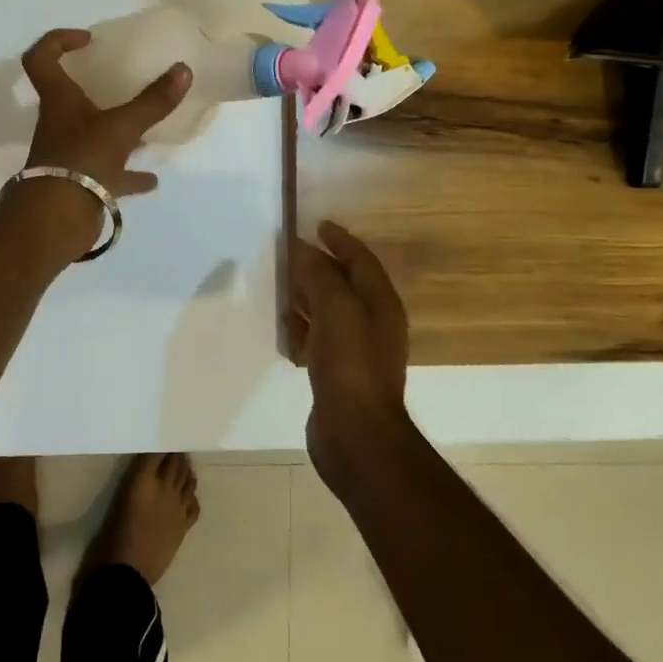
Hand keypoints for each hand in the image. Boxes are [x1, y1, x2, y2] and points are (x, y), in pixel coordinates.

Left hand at [10, 29, 192, 255]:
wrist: (56, 220)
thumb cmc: (82, 159)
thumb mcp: (122, 127)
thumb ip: (152, 101)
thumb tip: (183, 69)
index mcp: (59, 100)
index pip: (41, 58)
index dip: (57, 41)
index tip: (88, 39)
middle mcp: (60, 123)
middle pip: (68, 96)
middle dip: (92, 86)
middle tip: (121, 78)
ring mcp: (69, 154)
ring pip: (92, 135)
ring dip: (116, 130)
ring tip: (144, 128)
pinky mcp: (80, 182)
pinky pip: (107, 173)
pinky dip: (128, 174)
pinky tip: (151, 178)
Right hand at [289, 221, 410, 477]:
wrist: (357, 435)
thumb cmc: (350, 364)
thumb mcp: (335, 308)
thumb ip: (319, 274)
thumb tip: (303, 248)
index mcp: (380, 303)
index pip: (361, 260)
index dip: (340, 240)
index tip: (317, 226)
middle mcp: (372, 323)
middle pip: (345, 284)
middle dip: (320, 266)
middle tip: (291, 254)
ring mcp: (356, 351)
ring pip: (330, 311)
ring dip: (309, 296)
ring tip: (282, 285)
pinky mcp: (339, 374)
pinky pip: (320, 339)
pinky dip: (304, 327)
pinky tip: (286, 327)